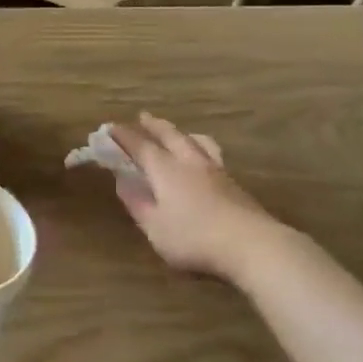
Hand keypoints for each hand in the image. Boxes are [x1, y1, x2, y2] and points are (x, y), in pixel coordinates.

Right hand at [110, 114, 283, 283]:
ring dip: (182, 133)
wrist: (251, 245)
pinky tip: (204, 160)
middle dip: (154, 125)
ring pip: (197, 141)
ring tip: (178, 133)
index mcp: (166, 170)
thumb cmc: (194, 238)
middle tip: (143, 117)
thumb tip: (122, 181)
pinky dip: (200, 148)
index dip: (124, 136)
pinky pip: (212, 154)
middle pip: (170, 135)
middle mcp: (190, 162)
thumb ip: (137, 203)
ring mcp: (216, 170)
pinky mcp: (234, 183)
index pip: (141, 146)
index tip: (111, 127)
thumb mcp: (155, 227)